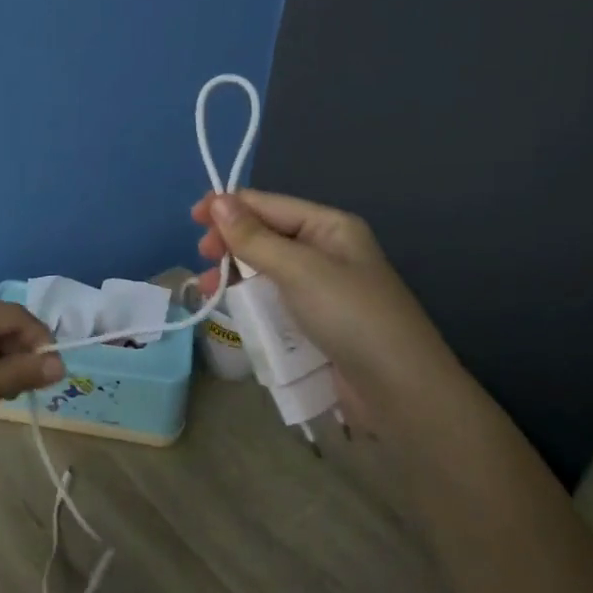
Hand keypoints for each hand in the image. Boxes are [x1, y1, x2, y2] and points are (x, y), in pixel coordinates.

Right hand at [191, 190, 463, 412]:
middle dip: (231, 243)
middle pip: (266, 236)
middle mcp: (326, 251)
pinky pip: (274, 302)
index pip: (269, 204)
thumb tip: (217, 201)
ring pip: (265, 271)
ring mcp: (321, 290)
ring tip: (210, 290)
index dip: (229, 207)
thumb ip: (254, 238)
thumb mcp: (300, 270)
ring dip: (236, 276)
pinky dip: (252, 303)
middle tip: (203, 258)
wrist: (400, 391)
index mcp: (329, 227)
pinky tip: (233, 312)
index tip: (192, 220)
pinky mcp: (315, 323)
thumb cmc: (351, 317)